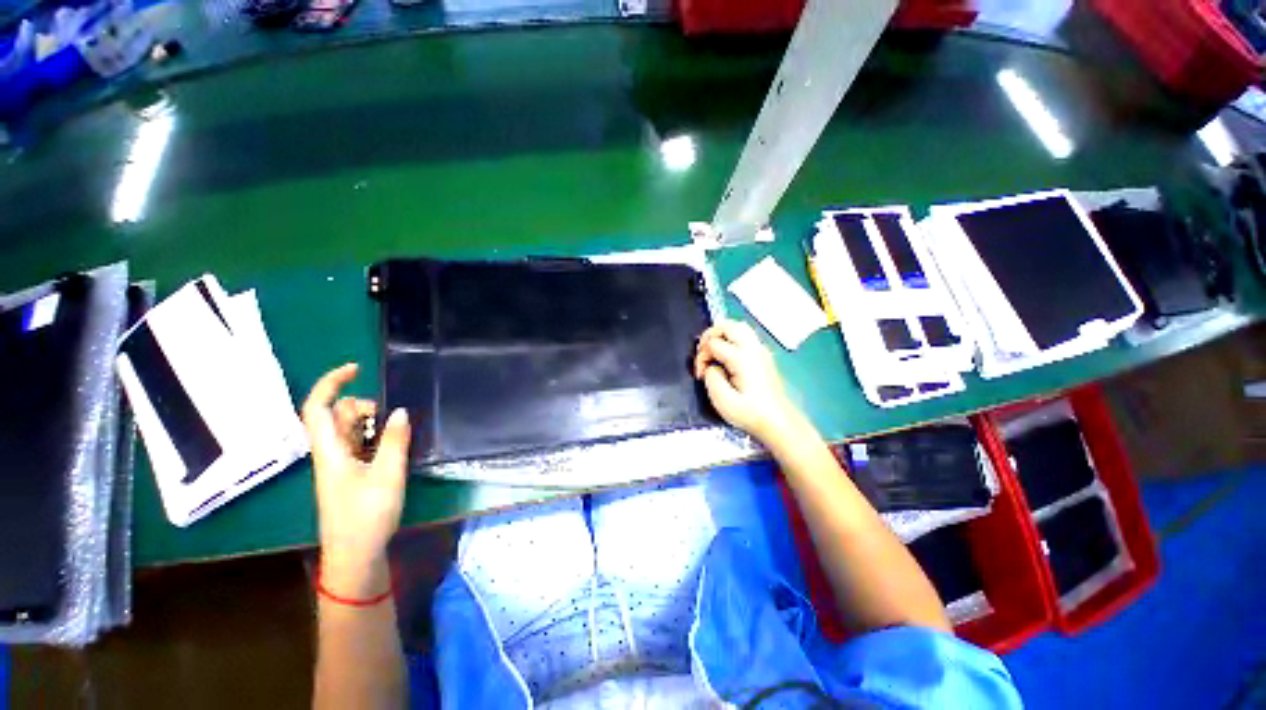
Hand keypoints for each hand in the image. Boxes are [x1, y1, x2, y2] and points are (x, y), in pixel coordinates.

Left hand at [302, 363, 411, 597]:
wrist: (355, 555)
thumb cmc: (367, 516)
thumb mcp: (387, 475)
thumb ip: (394, 440)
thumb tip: (400, 411)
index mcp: (330, 451)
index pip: (318, 408)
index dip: (332, 383)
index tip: (357, 369)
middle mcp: (331, 453)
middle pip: (338, 416)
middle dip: (364, 407)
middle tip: (392, 419)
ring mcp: (341, 464)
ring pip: (351, 430)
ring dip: (373, 424)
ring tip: (396, 436)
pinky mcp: (351, 474)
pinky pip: (360, 444)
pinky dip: (376, 438)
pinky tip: (394, 447)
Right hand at [694, 320, 800, 443]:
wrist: (778, 423)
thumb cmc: (750, 414)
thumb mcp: (723, 401)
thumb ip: (711, 377)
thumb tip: (710, 366)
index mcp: (743, 359)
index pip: (713, 344)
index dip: (701, 357)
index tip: (700, 375)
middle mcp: (754, 349)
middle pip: (728, 326)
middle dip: (709, 336)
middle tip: (702, 355)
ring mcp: (761, 350)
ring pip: (738, 326)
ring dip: (721, 335)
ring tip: (712, 351)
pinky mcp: (763, 355)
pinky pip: (745, 335)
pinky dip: (731, 338)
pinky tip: (726, 356)